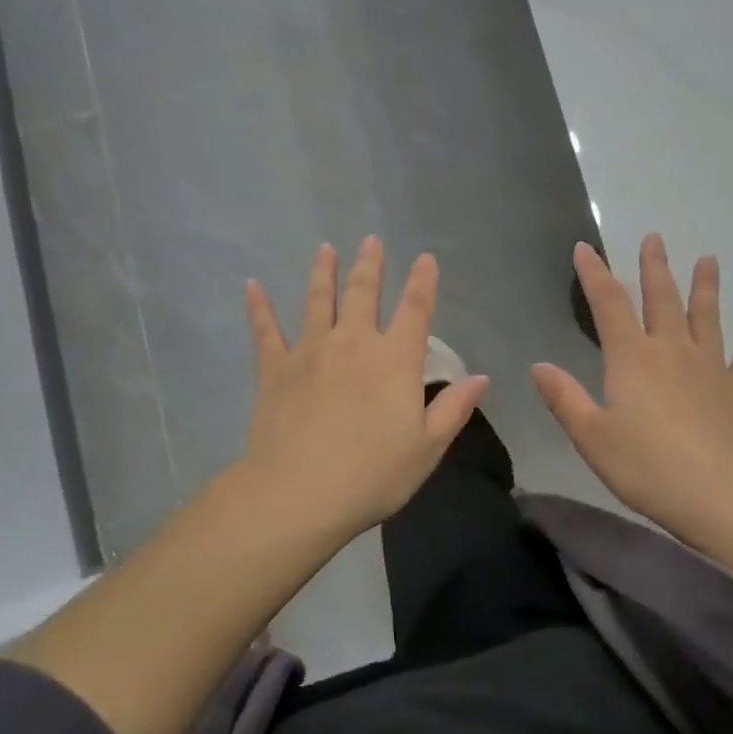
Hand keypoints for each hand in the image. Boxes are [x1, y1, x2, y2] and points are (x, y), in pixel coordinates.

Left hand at [242, 237, 489, 541]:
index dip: (423, 282)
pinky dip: (258, 307)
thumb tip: (480, 378)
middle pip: (363, 293)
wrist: (300, 492)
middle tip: (370, 240)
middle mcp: (353, 343)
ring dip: (322, 272)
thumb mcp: (427, 448)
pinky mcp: (275, 369)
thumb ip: (454, 409)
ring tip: (325, 249)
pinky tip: (252, 286)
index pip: (415, 310)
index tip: (425, 258)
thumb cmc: (373, 475)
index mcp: (395, 360)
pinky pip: (265, 330)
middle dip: (369, 265)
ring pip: (317, 300)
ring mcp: (310, 351)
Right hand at [533, 236, 732, 546]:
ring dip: (705, 288)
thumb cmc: (648, 468)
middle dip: (654, 268)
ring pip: (706, 318)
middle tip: (654, 238)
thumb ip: (565, 399)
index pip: (608, 305)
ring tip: (708, 260)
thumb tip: (539, 366)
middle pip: (661, 300)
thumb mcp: (592, 438)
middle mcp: (672, 352)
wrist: (724, 496)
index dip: (595, 274)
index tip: (585, 248)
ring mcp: (711, 369)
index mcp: (632, 359)